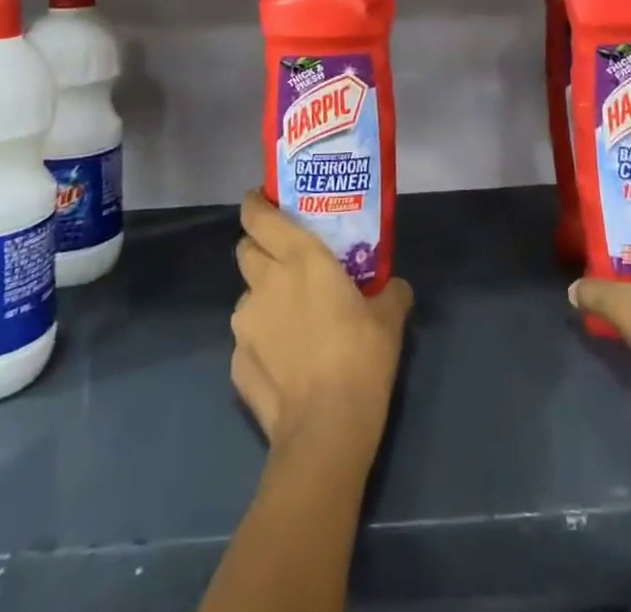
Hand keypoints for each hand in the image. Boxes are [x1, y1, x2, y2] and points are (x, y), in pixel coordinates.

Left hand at [231, 192, 413, 453]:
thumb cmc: (360, 356)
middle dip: (259, 248)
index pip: (259, 216)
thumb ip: (390, 292)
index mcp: (299, 257)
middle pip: (245, 249)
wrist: (325, 430)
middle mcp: (265, 281)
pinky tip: (285, 362)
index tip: (263, 199)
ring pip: (246, 296)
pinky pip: (247, 339)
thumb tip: (394, 286)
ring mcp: (245, 324)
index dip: (256, 204)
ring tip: (289, 320)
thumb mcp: (389, 317)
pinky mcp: (236, 363)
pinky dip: (262, 341)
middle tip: (284, 261)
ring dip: (263, 298)